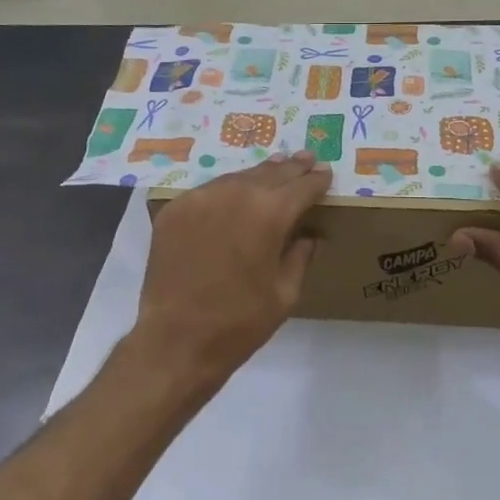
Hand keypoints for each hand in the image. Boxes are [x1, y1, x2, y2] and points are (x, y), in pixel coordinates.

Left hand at [134, 152, 331, 380]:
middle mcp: (234, 194)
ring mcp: (199, 199)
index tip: (325, 173)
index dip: (316, 180)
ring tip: (274, 168)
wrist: (176, 340)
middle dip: (291, 168)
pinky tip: (234, 196)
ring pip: (237, 178)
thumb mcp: (285, 293)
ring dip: (259, 175)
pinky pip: (208, 192)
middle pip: (269, 173)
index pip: (301, 186)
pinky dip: (226, 191)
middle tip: (306, 159)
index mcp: (269, 213)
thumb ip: (300, 256)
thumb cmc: (240, 322)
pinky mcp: (174, 211)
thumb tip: (307, 236)